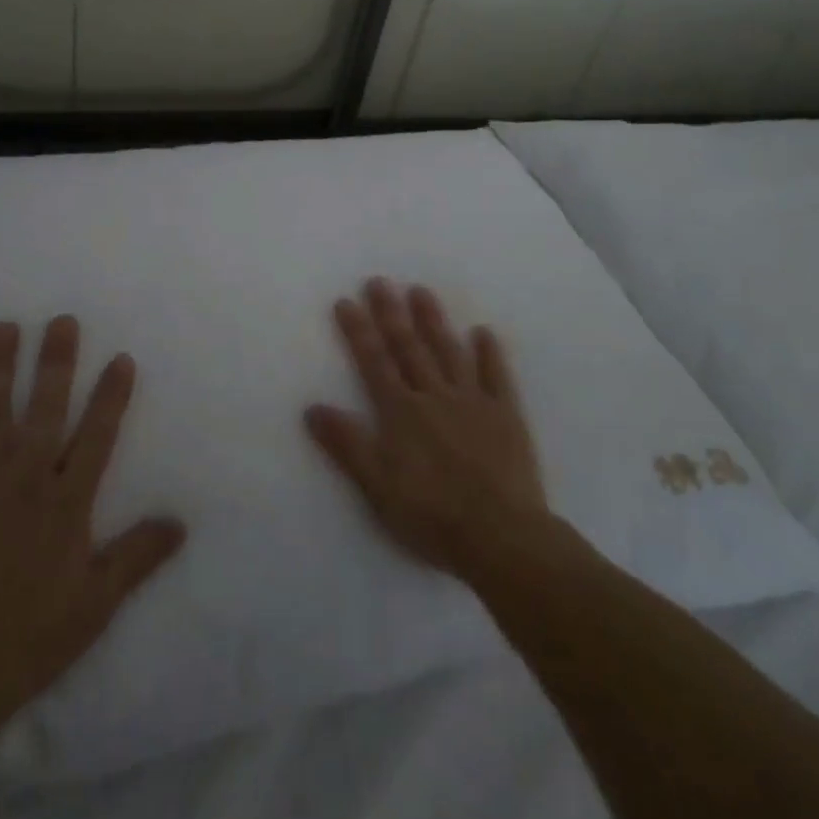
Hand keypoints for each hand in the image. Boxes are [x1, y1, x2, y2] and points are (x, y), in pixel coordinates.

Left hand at [0, 317, 185, 735]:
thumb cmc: (30, 638)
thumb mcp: (97, 602)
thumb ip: (138, 555)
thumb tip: (181, 522)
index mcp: (66, 501)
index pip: (97, 435)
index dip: (111, 395)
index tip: (120, 358)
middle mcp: (24, 477)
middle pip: (46, 408)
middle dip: (56, 362)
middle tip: (61, 320)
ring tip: (3, 328)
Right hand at [305, 279, 547, 581]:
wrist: (501, 537)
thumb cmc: (432, 515)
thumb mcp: (377, 486)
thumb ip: (346, 444)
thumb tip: (312, 407)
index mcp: (401, 412)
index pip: (374, 362)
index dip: (359, 331)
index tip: (346, 301)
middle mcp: (434, 395)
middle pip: (409, 348)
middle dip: (391, 313)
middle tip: (379, 281)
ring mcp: (473, 401)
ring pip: (449, 352)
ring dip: (433, 320)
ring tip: (420, 291)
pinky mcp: (506, 416)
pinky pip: (496, 377)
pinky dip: (489, 353)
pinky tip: (483, 332)